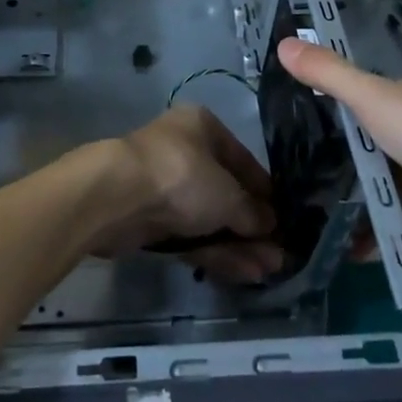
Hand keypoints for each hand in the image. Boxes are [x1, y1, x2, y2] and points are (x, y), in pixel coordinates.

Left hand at [96, 103, 284, 282]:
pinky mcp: (151, 220)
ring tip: (270, 271)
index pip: (242, 160)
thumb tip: (271, 225)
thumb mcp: (228, 194)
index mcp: (202, 127)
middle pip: (226, 192)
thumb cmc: (181, 177)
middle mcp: (185, 152)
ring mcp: (166, 187)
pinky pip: (191, 236)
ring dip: (239, 244)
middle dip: (253, 226)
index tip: (285, 218)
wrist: (116, 197)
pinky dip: (216, 252)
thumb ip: (252, 211)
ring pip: (209, 218)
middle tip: (280, 254)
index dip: (265, 190)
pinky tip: (244, 273)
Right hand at [276, 37, 401, 270]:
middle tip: (270, 187)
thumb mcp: (377, 101)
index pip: (348, 101)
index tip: (269, 132)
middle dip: (320, 166)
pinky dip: (364, 241)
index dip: (312, 112)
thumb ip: (331, 77)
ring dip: (339, 206)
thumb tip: (281, 43)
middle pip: (357, 150)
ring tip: (289, 223)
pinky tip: (328, 253)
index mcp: (400, 103)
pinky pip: (389, 231)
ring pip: (371, 192)